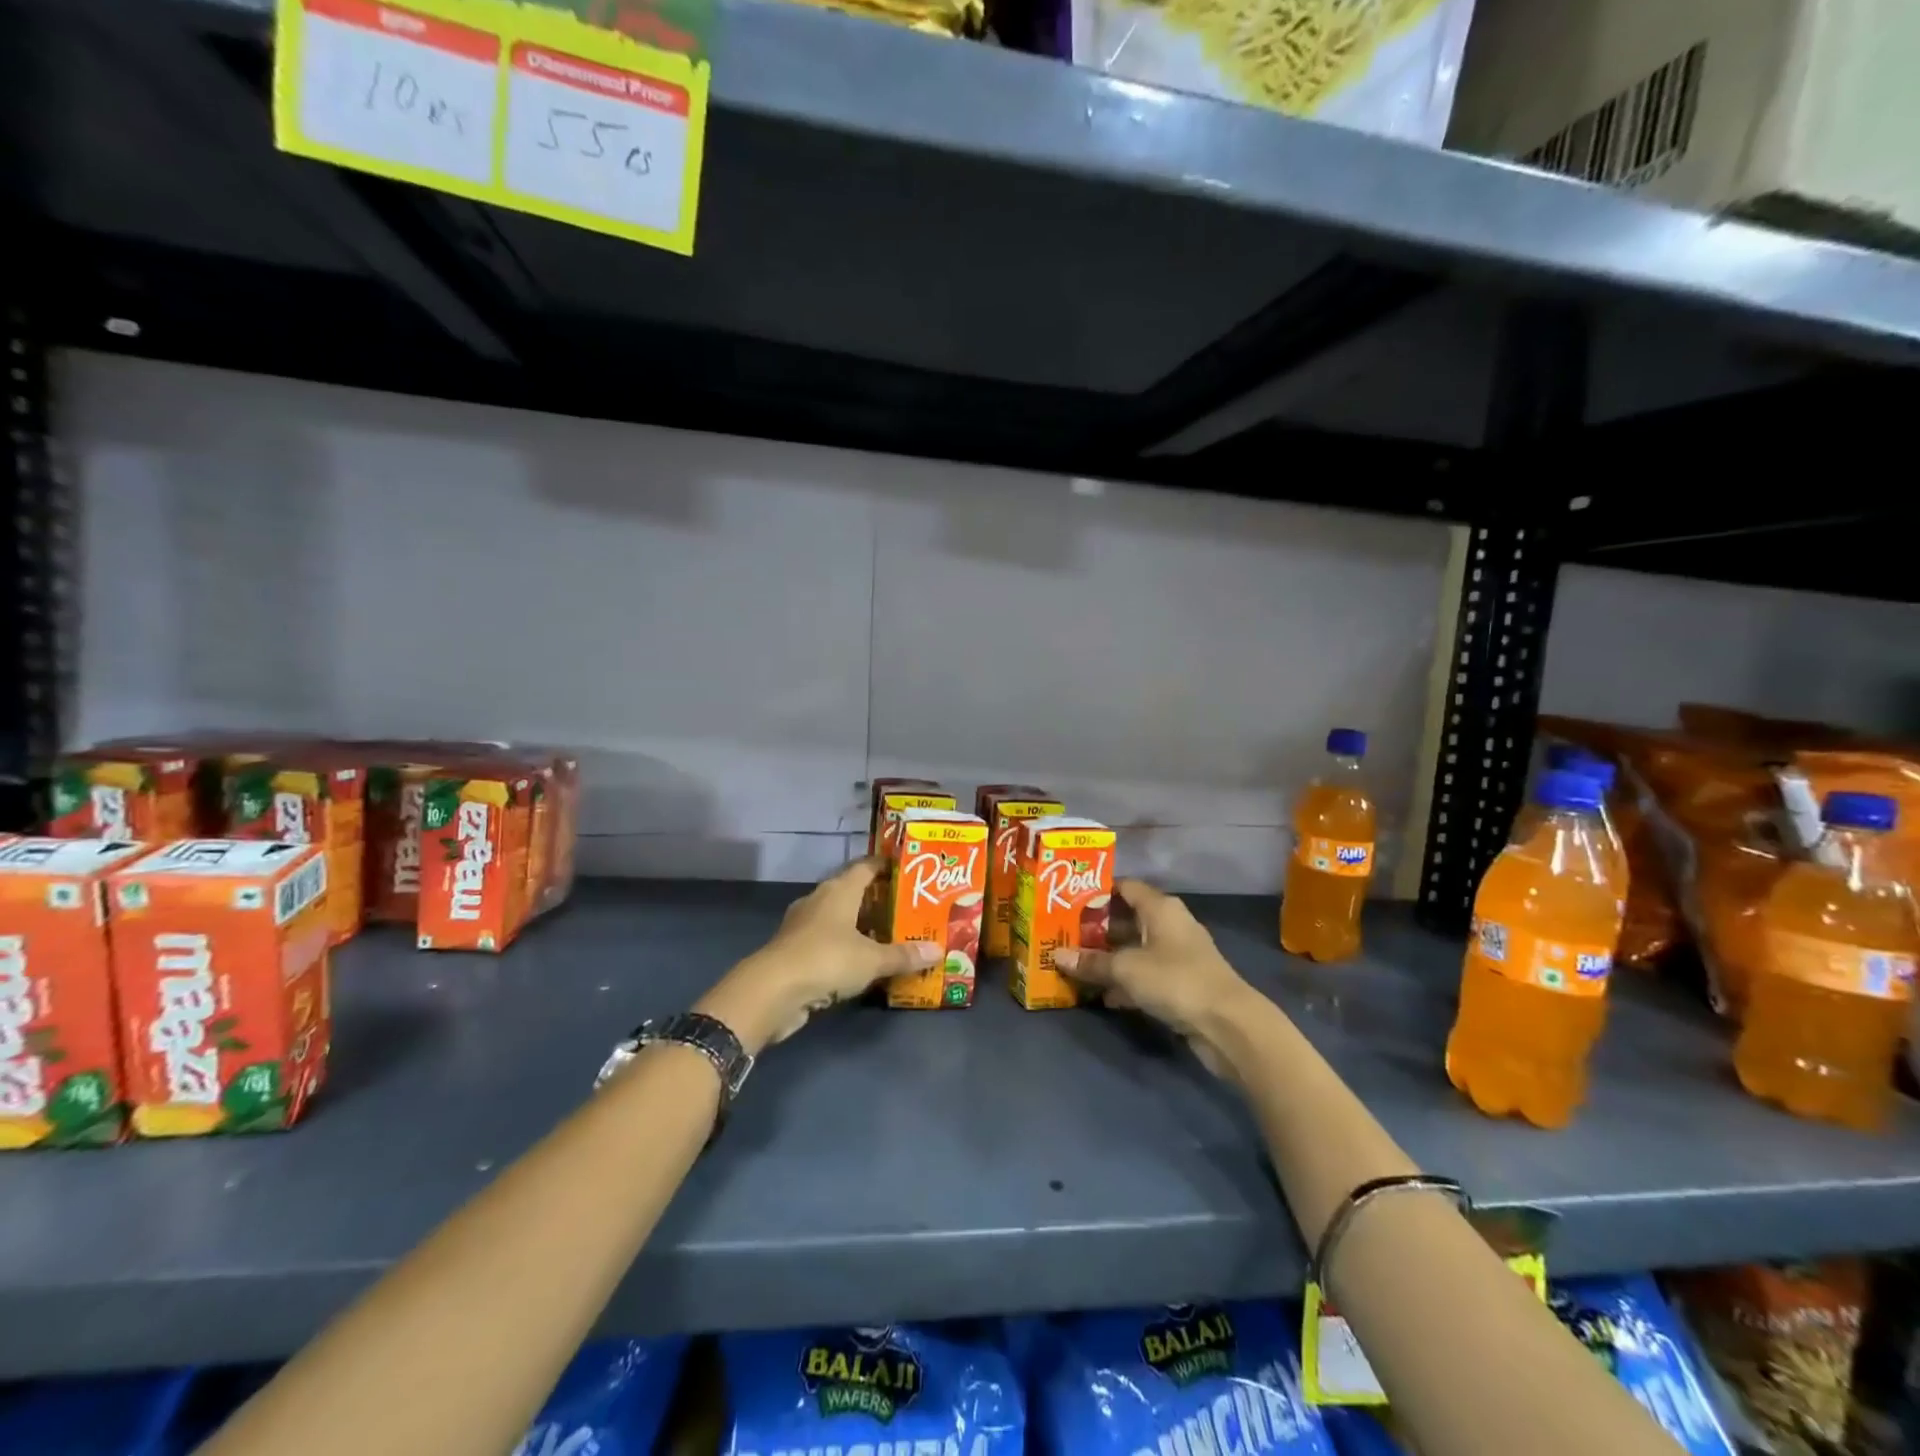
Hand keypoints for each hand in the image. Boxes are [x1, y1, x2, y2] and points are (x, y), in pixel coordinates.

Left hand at [696, 858, 937, 1052]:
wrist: (772, 991)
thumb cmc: (827, 960)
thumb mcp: (872, 960)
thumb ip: (904, 955)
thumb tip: (939, 950)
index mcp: (839, 890)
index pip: (866, 866)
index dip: (885, 865)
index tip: (907, 869)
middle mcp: (820, 900)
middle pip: (852, 891)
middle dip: (877, 899)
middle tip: (907, 907)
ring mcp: (803, 926)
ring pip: (838, 918)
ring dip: (860, 926)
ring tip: (890, 936)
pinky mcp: (794, 951)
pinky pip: (826, 942)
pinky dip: (844, 948)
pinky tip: (861, 962)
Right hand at [1054, 879, 1254, 1077]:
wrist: (1228, 1023)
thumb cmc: (1175, 979)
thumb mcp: (1126, 969)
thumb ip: (1091, 962)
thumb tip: (1057, 956)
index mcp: (1160, 908)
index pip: (1124, 887)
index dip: (1097, 891)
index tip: (1068, 899)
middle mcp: (1169, 924)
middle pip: (1127, 919)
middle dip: (1097, 928)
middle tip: (1064, 935)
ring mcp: (1178, 955)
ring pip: (1135, 949)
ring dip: (1110, 958)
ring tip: (1076, 965)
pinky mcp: (1181, 983)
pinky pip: (1145, 975)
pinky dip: (1126, 982)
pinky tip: (1102, 996)